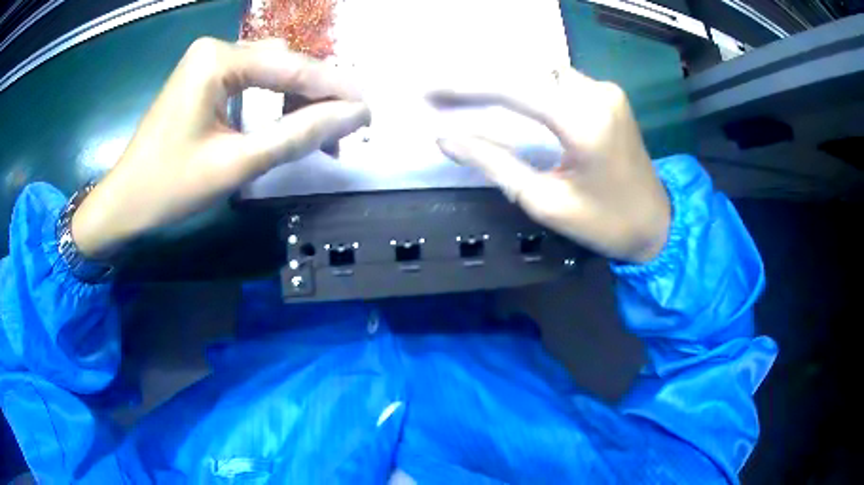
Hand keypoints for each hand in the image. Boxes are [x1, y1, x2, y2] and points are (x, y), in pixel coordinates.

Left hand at [72, 38, 369, 258]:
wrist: (125, 202)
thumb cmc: (170, 186)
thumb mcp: (237, 164)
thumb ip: (297, 135)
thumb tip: (353, 116)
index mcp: (217, 59)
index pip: (290, 68)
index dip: (334, 88)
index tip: (370, 109)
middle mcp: (216, 49)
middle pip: (283, 64)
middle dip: (317, 94)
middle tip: (347, 125)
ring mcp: (209, 62)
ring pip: (271, 71)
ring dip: (299, 98)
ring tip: (323, 131)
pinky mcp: (205, 79)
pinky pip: (253, 81)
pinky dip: (275, 101)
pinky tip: (290, 122)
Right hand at [432, 69, 669, 262]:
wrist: (656, 224)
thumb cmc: (604, 224)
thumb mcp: (545, 202)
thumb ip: (494, 164)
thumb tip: (447, 139)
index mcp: (584, 123)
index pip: (514, 89)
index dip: (466, 87)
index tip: (430, 92)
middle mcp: (597, 94)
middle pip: (525, 71)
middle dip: (479, 79)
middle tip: (441, 93)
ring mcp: (606, 90)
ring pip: (541, 71)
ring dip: (504, 79)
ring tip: (468, 95)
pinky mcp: (609, 94)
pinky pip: (559, 79)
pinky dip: (528, 84)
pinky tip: (507, 96)